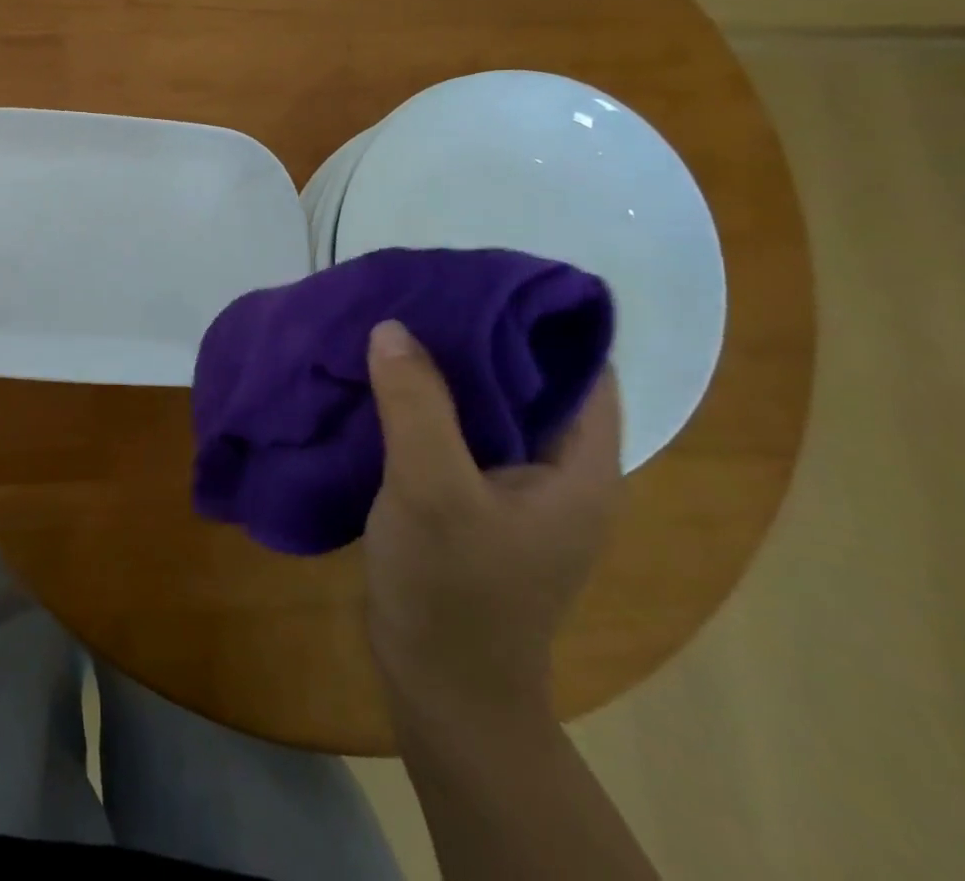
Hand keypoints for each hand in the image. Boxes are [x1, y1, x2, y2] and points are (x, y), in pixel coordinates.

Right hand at [362, 319, 621, 725]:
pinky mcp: (474, 499)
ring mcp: (514, 487)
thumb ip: (416, 405)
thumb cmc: (453, 591)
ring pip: (488, 403)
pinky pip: (456, 429)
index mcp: (579, 465)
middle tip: (423, 292)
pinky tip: (382, 380)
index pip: (582, 365)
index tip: (478, 278)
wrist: (439, 687)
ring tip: (396, 322)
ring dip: (446, 366)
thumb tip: (392, 326)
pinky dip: (426, 399)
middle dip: (479, 333)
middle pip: (530, 378)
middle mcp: (558, 469)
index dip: (538, 317)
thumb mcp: (433, 491)